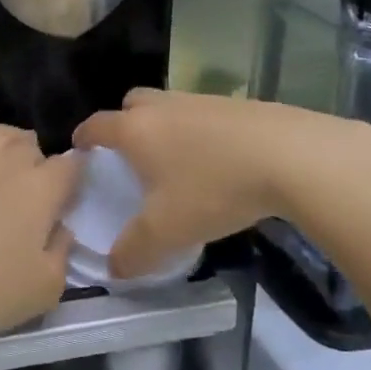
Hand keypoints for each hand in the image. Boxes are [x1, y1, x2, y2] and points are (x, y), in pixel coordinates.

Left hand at [0, 97, 78, 340]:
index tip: (71, 193)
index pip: (69, 168)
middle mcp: (5, 165)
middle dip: (40, 161)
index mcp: (39, 192)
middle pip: (32, 148)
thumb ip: (61, 256)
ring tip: (16, 147)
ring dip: (12, 137)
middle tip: (36, 185)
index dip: (75, 177)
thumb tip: (62, 230)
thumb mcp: (42, 291)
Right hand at [73, 90, 370, 279]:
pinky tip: (216, 159)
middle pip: (131, 103)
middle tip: (129, 154)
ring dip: (163, 127)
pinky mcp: (235, 104)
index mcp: (136, 130)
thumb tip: (113, 268)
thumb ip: (134, 252)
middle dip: (123, 122)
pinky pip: (201, 114)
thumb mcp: (169, 231)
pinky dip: (198, 131)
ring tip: (175, 161)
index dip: (83, 137)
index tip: (79, 149)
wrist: (291, 156)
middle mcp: (163, 106)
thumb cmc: (214, 188)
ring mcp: (200, 100)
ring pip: (168, 106)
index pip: (97, 125)